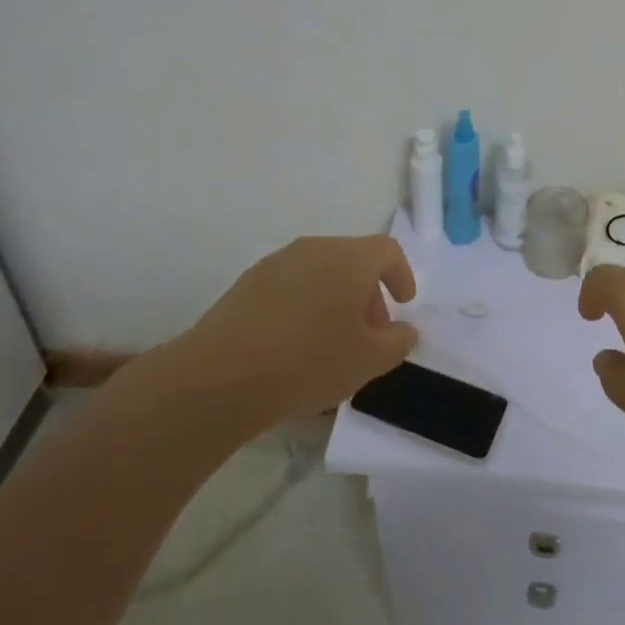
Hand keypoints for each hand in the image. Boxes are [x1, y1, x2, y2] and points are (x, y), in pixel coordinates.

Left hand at [136, 236, 418, 429]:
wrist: (220, 376)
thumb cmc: (308, 362)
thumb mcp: (368, 361)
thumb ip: (397, 342)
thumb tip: (404, 329)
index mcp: (349, 258)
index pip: (387, 250)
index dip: (401, 274)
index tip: (403, 304)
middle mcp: (314, 248)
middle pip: (352, 260)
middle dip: (367, 294)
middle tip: (369, 334)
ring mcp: (276, 263)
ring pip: (319, 273)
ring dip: (334, 301)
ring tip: (331, 344)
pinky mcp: (247, 284)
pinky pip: (290, 287)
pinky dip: (304, 307)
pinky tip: (294, 347)